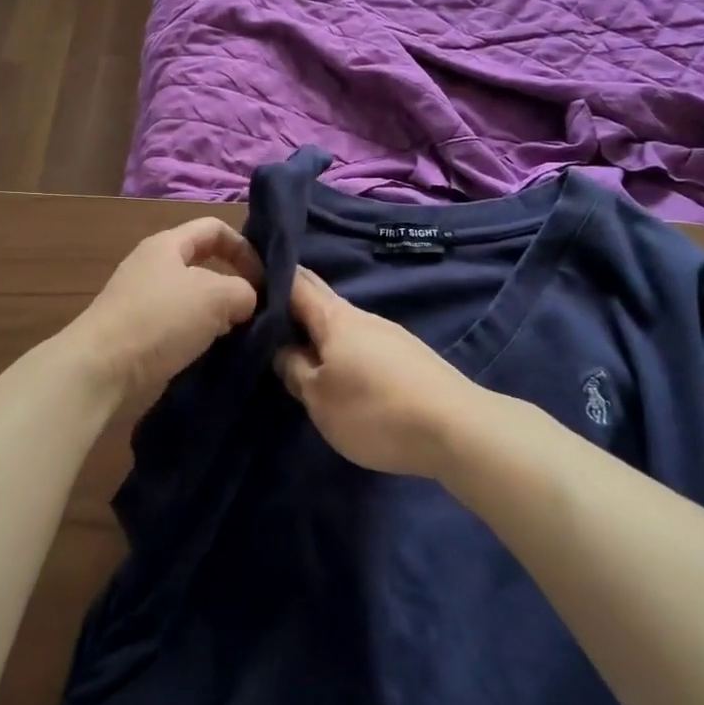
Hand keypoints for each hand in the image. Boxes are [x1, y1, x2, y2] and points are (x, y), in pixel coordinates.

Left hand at [66, 217, 262, 417]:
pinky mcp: (138, 332)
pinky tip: (213, 353)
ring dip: (218, 314)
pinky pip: (179, 326)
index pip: (214, 228)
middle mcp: (153, 266)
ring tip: (239, 335)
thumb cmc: (160, 319)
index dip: (245, 247)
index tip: (264, 279)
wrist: (101, 369)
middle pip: (204, 265)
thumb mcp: (216, 296)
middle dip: (234, 284)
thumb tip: (246, 301)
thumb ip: (244, 291)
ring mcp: (143, 300)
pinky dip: (199, 336)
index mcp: (168, 244)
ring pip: (194, 299)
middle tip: (256, 310)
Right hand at [275, 268, 478, 478]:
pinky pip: (362, 341)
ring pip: (341, 322)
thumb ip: (294, 369)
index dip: (269, 276)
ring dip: (317, 329)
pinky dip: (341, 346)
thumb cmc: (375, 410)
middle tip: (262, 313)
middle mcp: (362, 316)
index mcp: (334, 317)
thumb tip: (280, 348)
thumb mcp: (319, 399)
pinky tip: (338, 367)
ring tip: (294, 347)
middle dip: (292, 301)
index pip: (295, 282)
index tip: (246, 279)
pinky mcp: (407, 355)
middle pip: (319, 298)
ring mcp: (388, 333)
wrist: (457, 428)